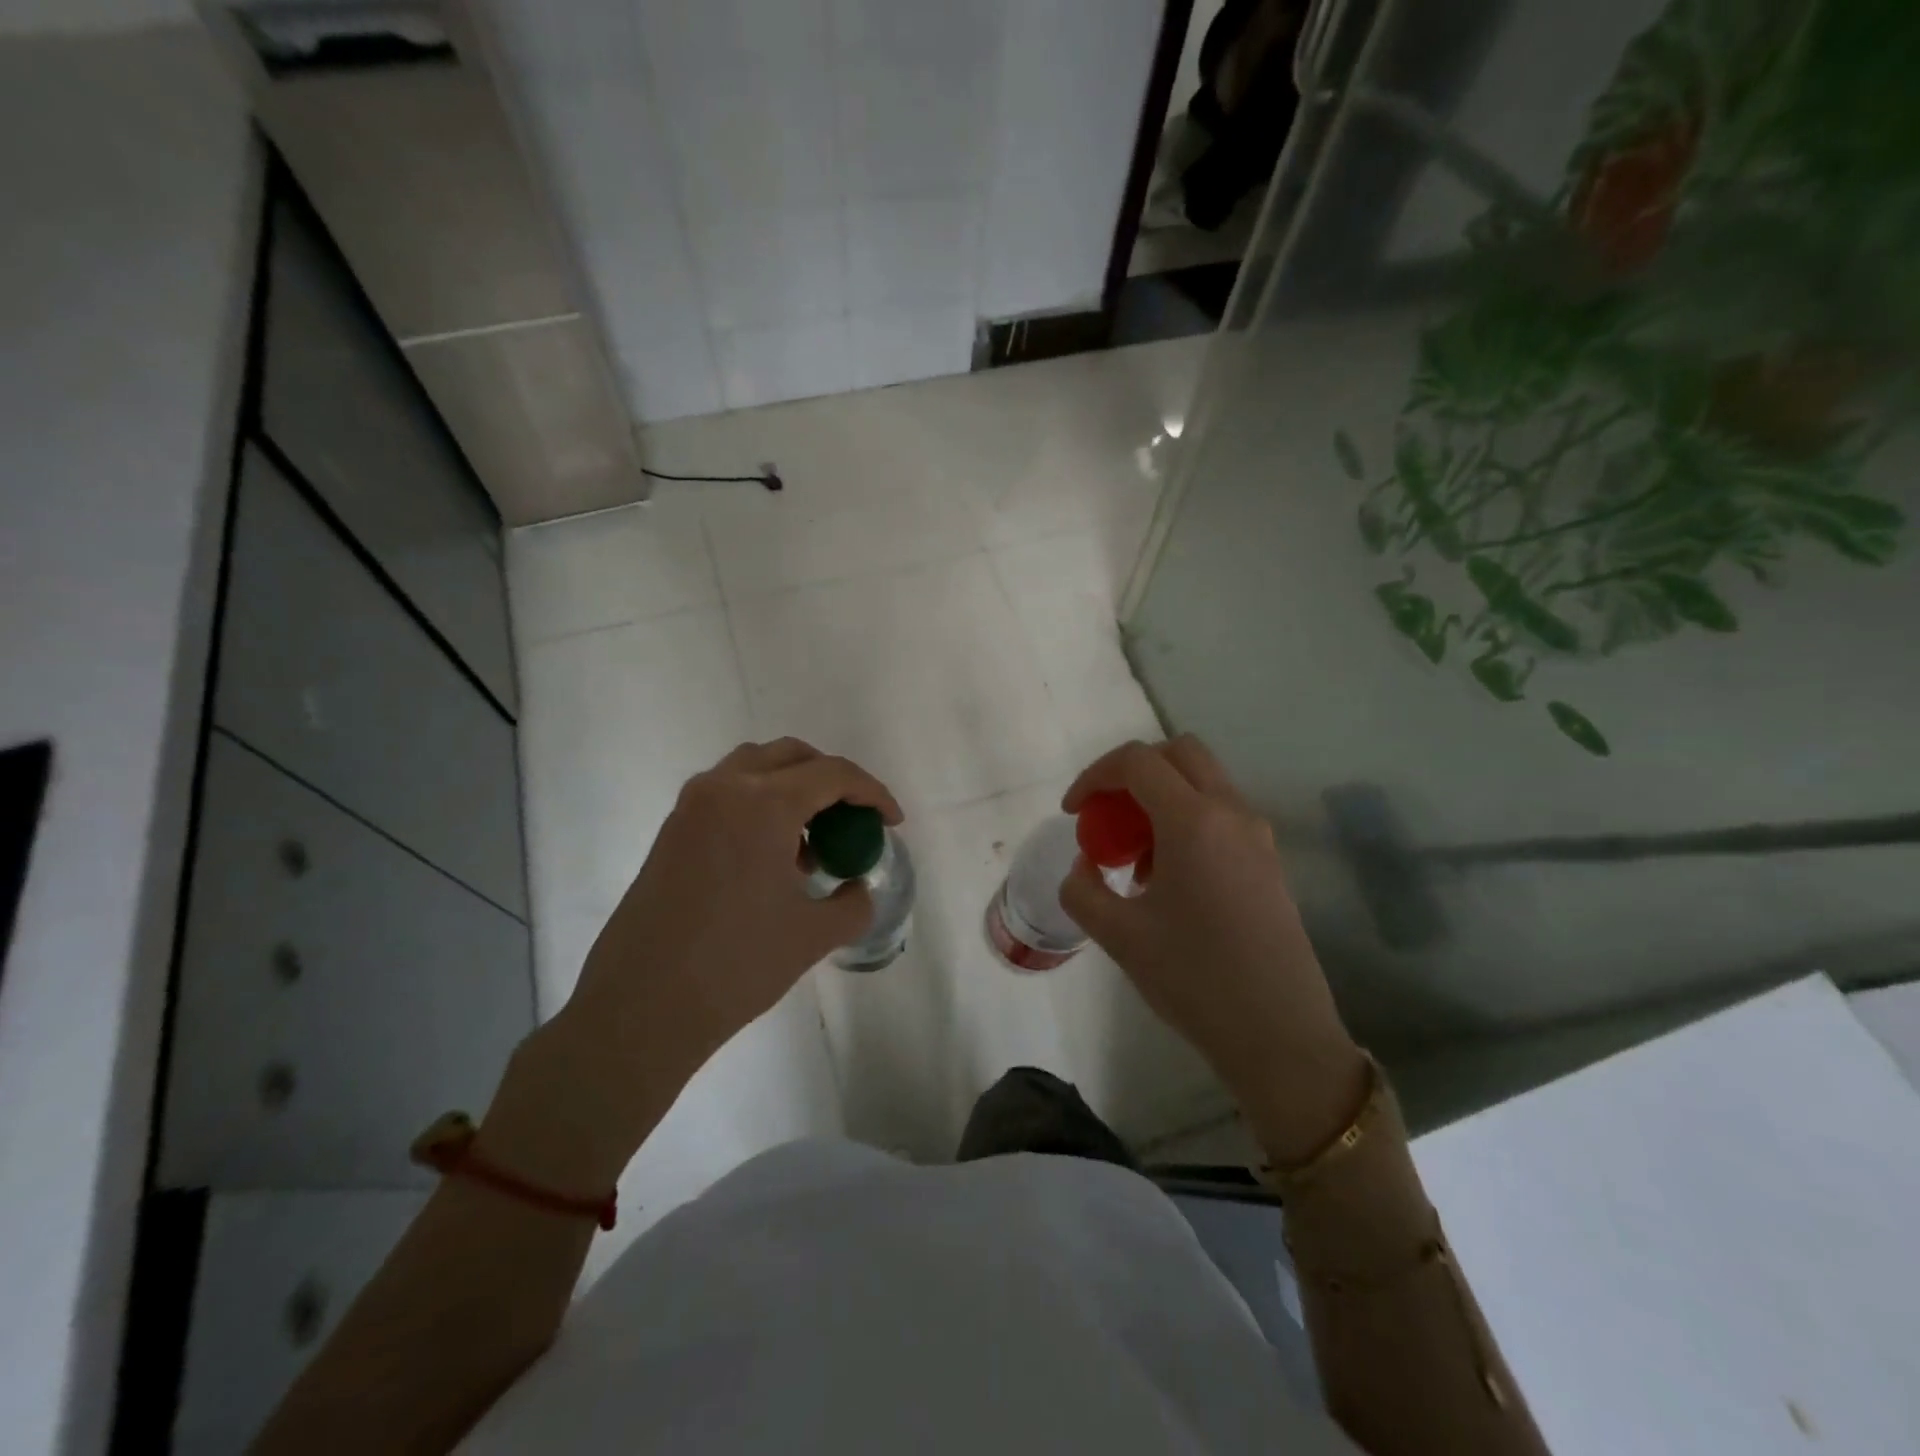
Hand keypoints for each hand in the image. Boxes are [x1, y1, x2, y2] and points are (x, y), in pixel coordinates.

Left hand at [570, 738, 900, 1058]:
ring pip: (754, 768)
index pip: (833, 774)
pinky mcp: (671, 832)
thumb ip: (852, 904)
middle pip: (792, 756)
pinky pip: (727, 795)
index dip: (873, 793)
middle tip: (853, 819)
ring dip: (792, 788)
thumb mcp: (813, 936)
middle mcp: (724, 789)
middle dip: (832, 779)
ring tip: (810, 841)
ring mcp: (691, 807)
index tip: (892, 822)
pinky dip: (759, 805)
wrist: (640, 1007)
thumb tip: (856, 889)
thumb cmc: (736, 965)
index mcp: (763, 804)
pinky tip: (771, 858)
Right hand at [1060, 736, 1366, 1164]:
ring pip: (1204, 781)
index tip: (1073, 812)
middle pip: (1179, 753)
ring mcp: (1258, 834)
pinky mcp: (1269, 860)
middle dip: (1133, 771)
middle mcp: (1231, 812)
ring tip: (1135, 856)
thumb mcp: (1117, 935)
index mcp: (1193, 820)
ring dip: (1162, 796)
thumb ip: (1082, 889)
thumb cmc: (1193, 978)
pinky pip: (1221, 814)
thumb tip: (1086, 865)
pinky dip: (1187, 820)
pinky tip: (1169, 877)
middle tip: (1107, 814)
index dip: (1094, 776)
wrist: (1279, 1034)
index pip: (1137, 761)